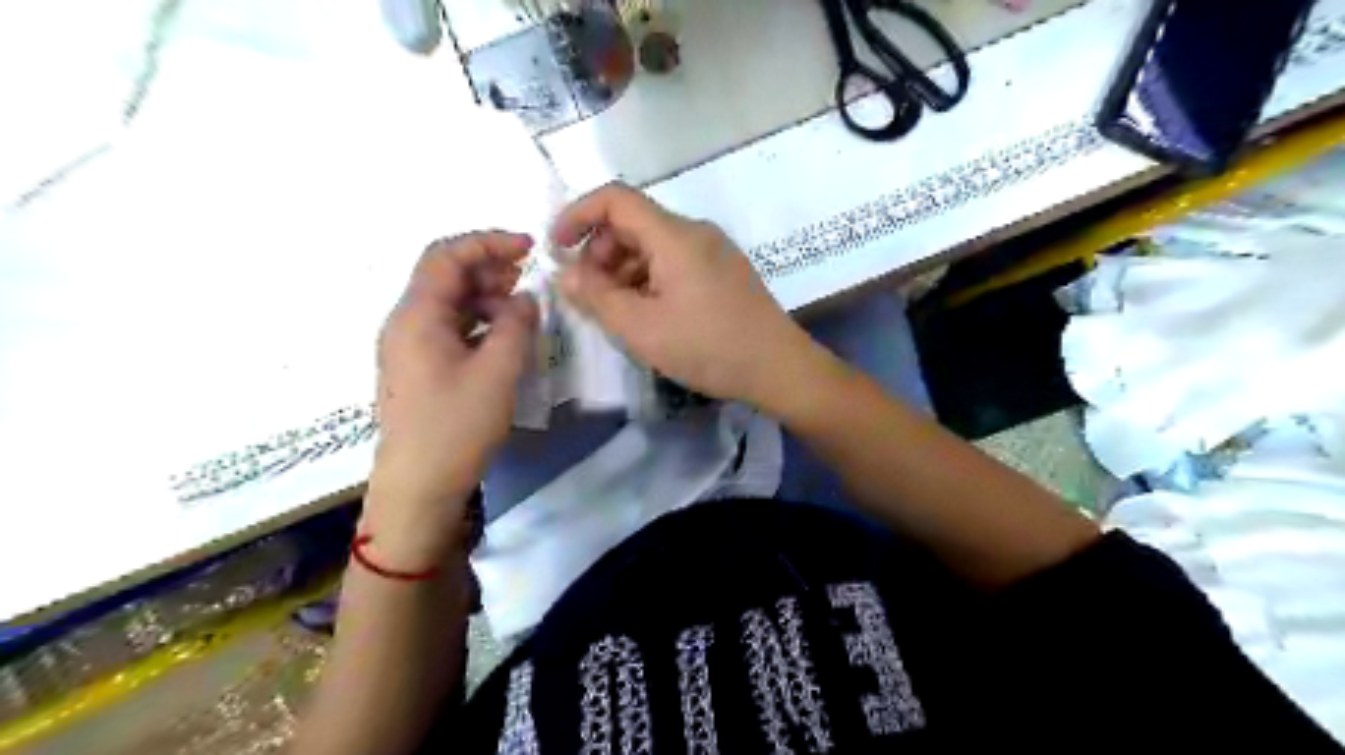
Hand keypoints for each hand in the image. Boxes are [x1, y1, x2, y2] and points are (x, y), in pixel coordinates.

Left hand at [365, 234, 539, 567]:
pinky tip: (504, 337)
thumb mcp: (498, 372)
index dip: (488, 243)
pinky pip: (449, 329)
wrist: (418, 486)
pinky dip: (478, 322)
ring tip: (522, 309)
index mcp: (417, 316)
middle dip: (489, 269)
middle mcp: (405, 323)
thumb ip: (516, 325)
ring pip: (448, 303)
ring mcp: (409, 347)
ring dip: (485, 296)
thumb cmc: (456, 426)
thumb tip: (526, 298)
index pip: (446, 256)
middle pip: (444, 276)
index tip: (529, 249)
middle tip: (530, 278)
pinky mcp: (419, 368)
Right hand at [550, 182, 825, 412]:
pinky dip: (649, 279)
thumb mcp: (642, 329)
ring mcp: (714, 251)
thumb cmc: (708, 347)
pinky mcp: (724, 272)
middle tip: (588, 294)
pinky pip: (675, 262)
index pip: (615, 199)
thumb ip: (597, 298)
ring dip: (624, 269)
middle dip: (600, 252)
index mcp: (675, 235)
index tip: (556, 248)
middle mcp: (696, 232)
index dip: (578, 215)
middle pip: (634, 222)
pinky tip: (647, 313)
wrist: (779, 368)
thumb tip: (564, 274)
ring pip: (654, 245)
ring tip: (616, 310)